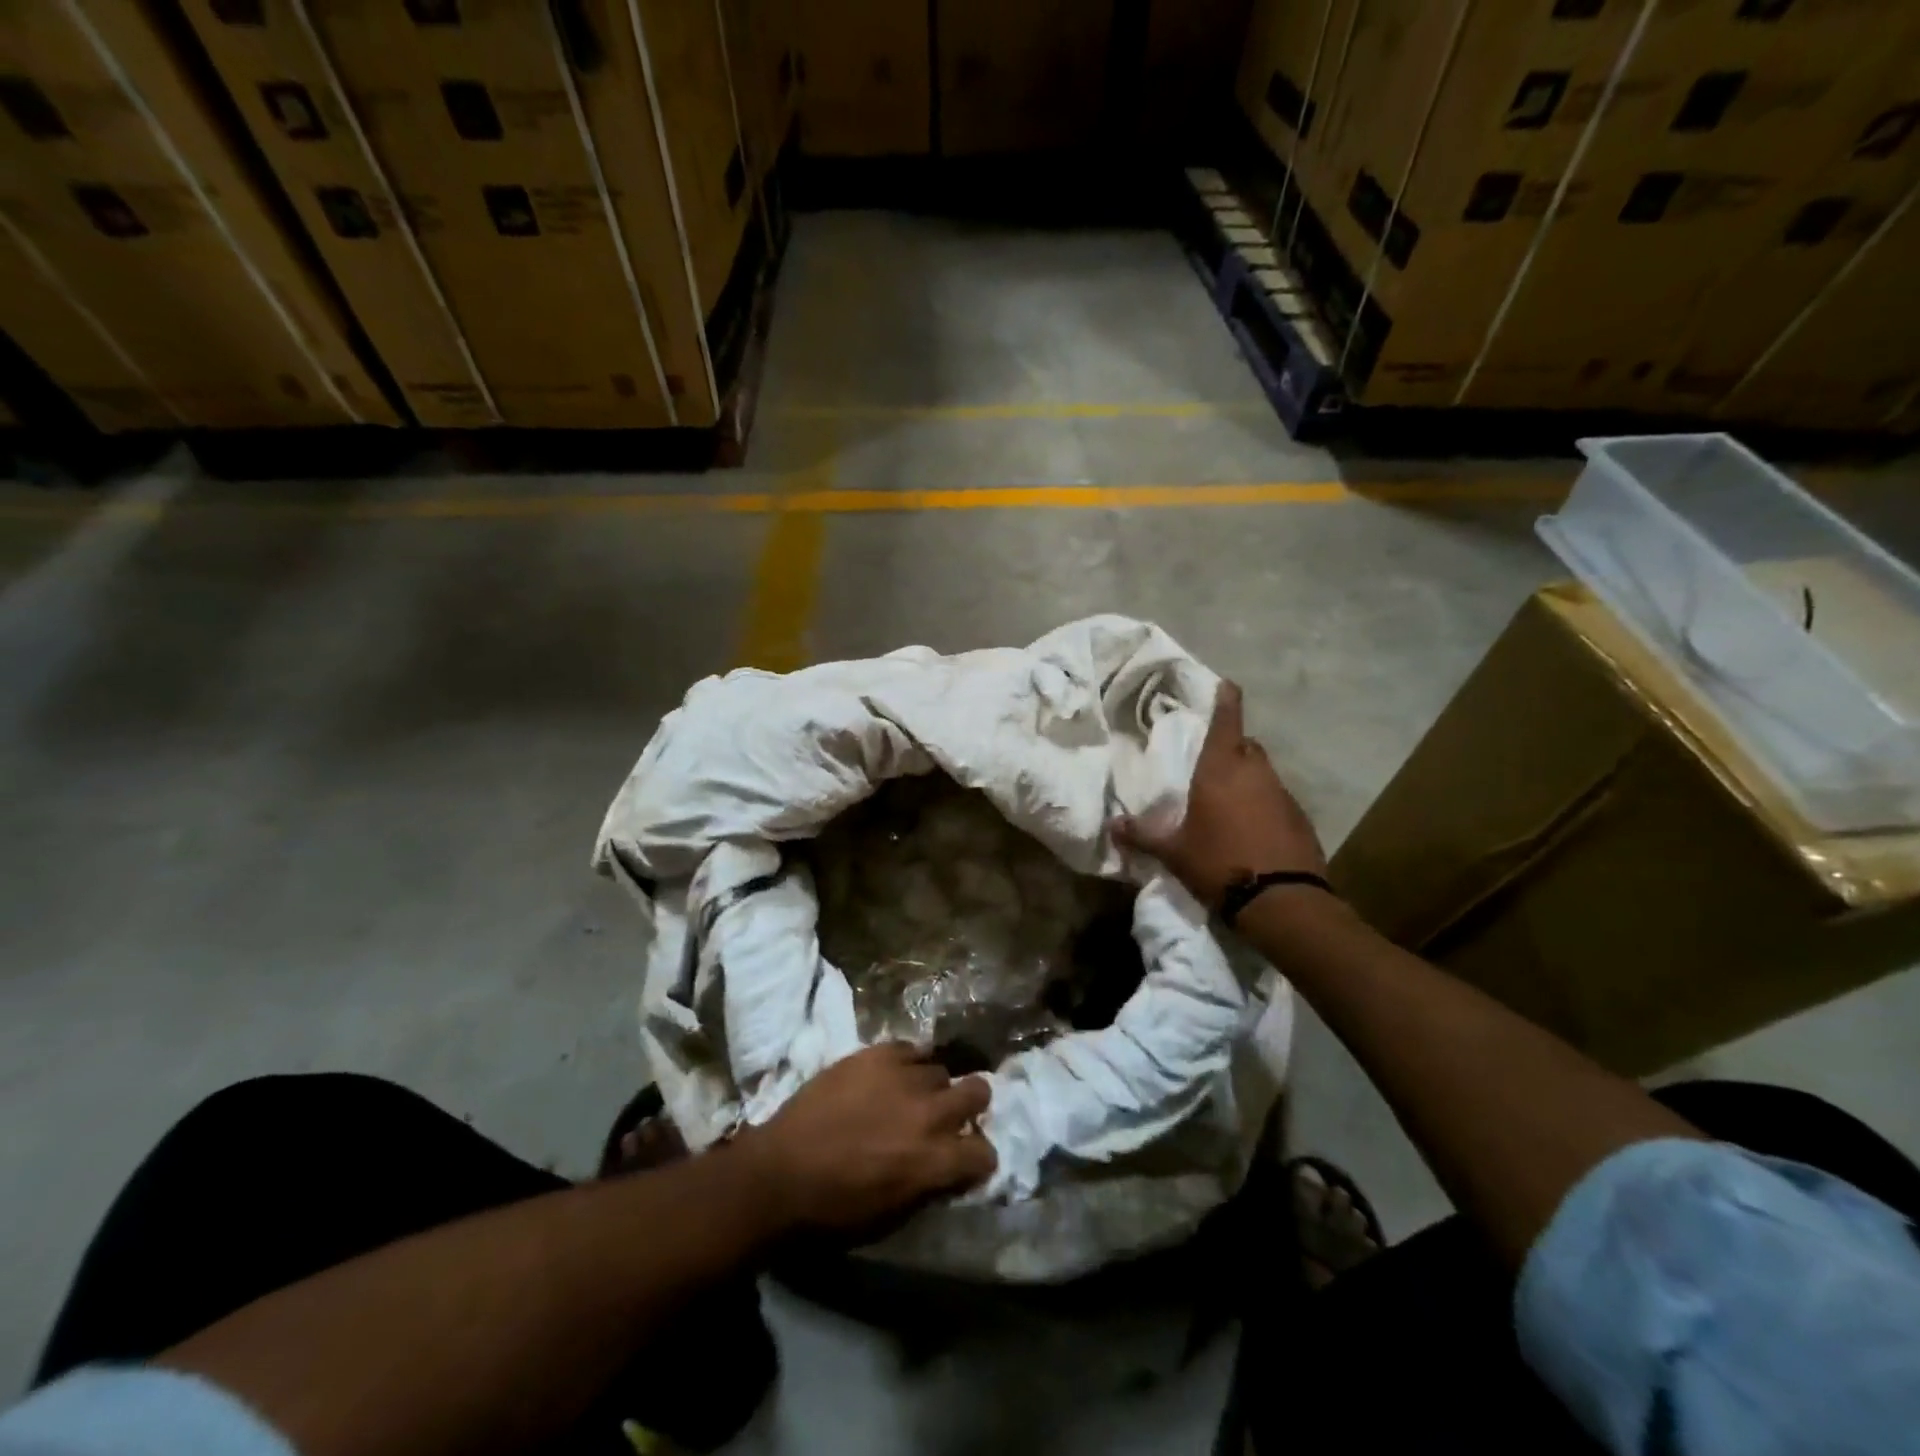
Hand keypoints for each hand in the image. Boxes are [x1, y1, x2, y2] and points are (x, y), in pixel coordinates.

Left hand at [739, 1043, 995, 1235]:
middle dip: (970, 1105)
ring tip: (910, 1096)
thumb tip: (949, 1168)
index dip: (977, 1157)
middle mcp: (930, 1113)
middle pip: (978, 1091)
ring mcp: (904, 1076)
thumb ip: (931, 1185)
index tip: (965, 1159)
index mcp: (936, 1161)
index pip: (986, 1152)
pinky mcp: (877, 1053)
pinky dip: (905, 1063)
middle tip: (949, 1116)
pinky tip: (889, 1077)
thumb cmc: (834, 1212)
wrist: (780, 1173)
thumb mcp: (893, 1217)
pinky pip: (909, 1048)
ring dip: (931, 1086)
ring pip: (941, 1069)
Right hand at [1112, 680, 1327, 909]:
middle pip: (1246, 746)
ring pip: (1263, 773)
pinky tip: (1251, 828)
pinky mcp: (1300, 818)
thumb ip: (1142, 835)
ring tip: (1228, 801)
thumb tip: (1112, 825)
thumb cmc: (1219, 863)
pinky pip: (1277, 800)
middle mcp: (1255, 773)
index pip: (1227, 721)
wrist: (1281, 901)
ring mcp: (1283, 794)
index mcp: (1221, 770)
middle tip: (1213, 761)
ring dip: (1248, 778)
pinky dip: (1264, 804)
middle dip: (1232, 746)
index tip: (1228, 684)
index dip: (1227, 700)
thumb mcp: (1173, 852)